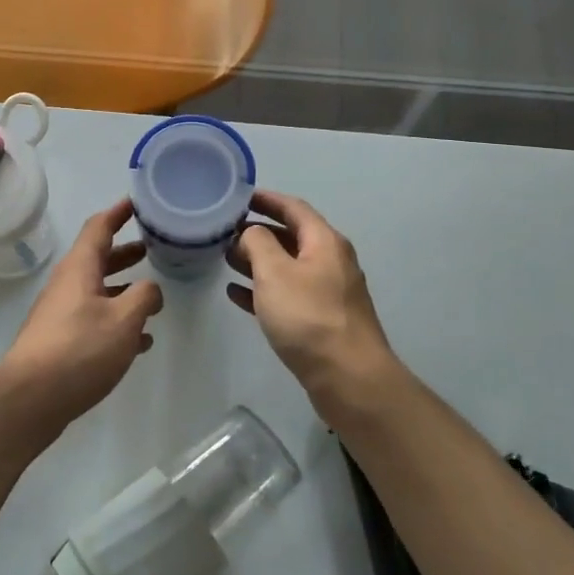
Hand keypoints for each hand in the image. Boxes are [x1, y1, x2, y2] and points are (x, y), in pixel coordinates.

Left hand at [0, 198, 163, 434]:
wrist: (30, 398)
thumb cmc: (79, 349)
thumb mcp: (123, 320)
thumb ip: (144, 297)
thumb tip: (150, 290)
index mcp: (79, 268)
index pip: (99, 227)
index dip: (118, 212)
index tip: (137, 202)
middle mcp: (68, 285)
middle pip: (98, 258)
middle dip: (125, 252)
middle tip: (152, 248)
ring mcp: (62, 314)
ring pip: (98, 291)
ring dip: (124, 289)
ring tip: (152, 296)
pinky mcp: (61, 341)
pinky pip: (94, 320)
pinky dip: (117, 321)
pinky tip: (140, 340)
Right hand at [227, 191, 405, 417]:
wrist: (349, 378)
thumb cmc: (308, 317)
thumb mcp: (275, 272)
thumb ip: (258, 243)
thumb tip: (252, 232)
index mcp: (324, 242)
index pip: (293, 208)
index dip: (266, 199)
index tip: (238, 197)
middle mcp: (330, 261)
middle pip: (291, 237)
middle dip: (257, 233)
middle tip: (224, 233)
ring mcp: (328, 292)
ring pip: (287, 267)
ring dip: (258, 262)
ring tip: (225, 260)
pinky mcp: (321, 321)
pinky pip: (288, 295)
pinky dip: (264, 291)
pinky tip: (238, 296)